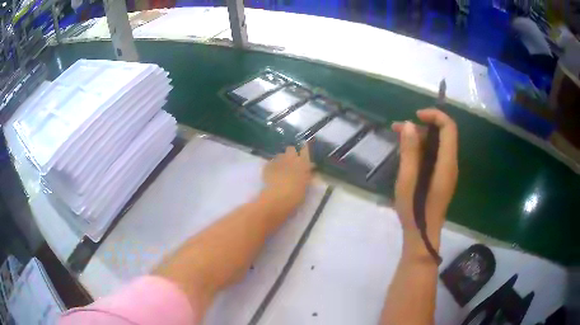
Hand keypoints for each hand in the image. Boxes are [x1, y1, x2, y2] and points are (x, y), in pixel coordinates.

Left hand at [262, 144, 313, 208]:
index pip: (305, 150)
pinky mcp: (267, 166)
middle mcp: (291, 158)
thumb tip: (308, 170)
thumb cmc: (296, 194)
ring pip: (280, 155)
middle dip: (291, 154)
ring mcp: (278, 161)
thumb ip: (307, 175)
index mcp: (303, 163)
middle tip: (291, 163)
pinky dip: (271, 167)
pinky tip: (271, 175)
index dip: (304, 150)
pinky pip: (271, 163)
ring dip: (281, 160)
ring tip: (280, 170)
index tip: (304, 153)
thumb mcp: (305, 185)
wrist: (278, 198)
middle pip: (290, 149)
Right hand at [391, 109, 457, 249]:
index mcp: (446, 163)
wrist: (422, 234)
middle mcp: (451, 164)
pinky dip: (422, 149)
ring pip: (438, 144)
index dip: (435, 116)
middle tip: (398, 129)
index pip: (449, 128)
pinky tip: (406, 153)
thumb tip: (409, 125)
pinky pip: (435, 155)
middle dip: (422, 126)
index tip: (415, 116)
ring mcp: (447, 171)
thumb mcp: (407, 180)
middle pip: (443, 134)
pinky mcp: (442, 177)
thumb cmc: (414, 210)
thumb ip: (410, 152)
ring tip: (398, 138)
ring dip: (420, 137)